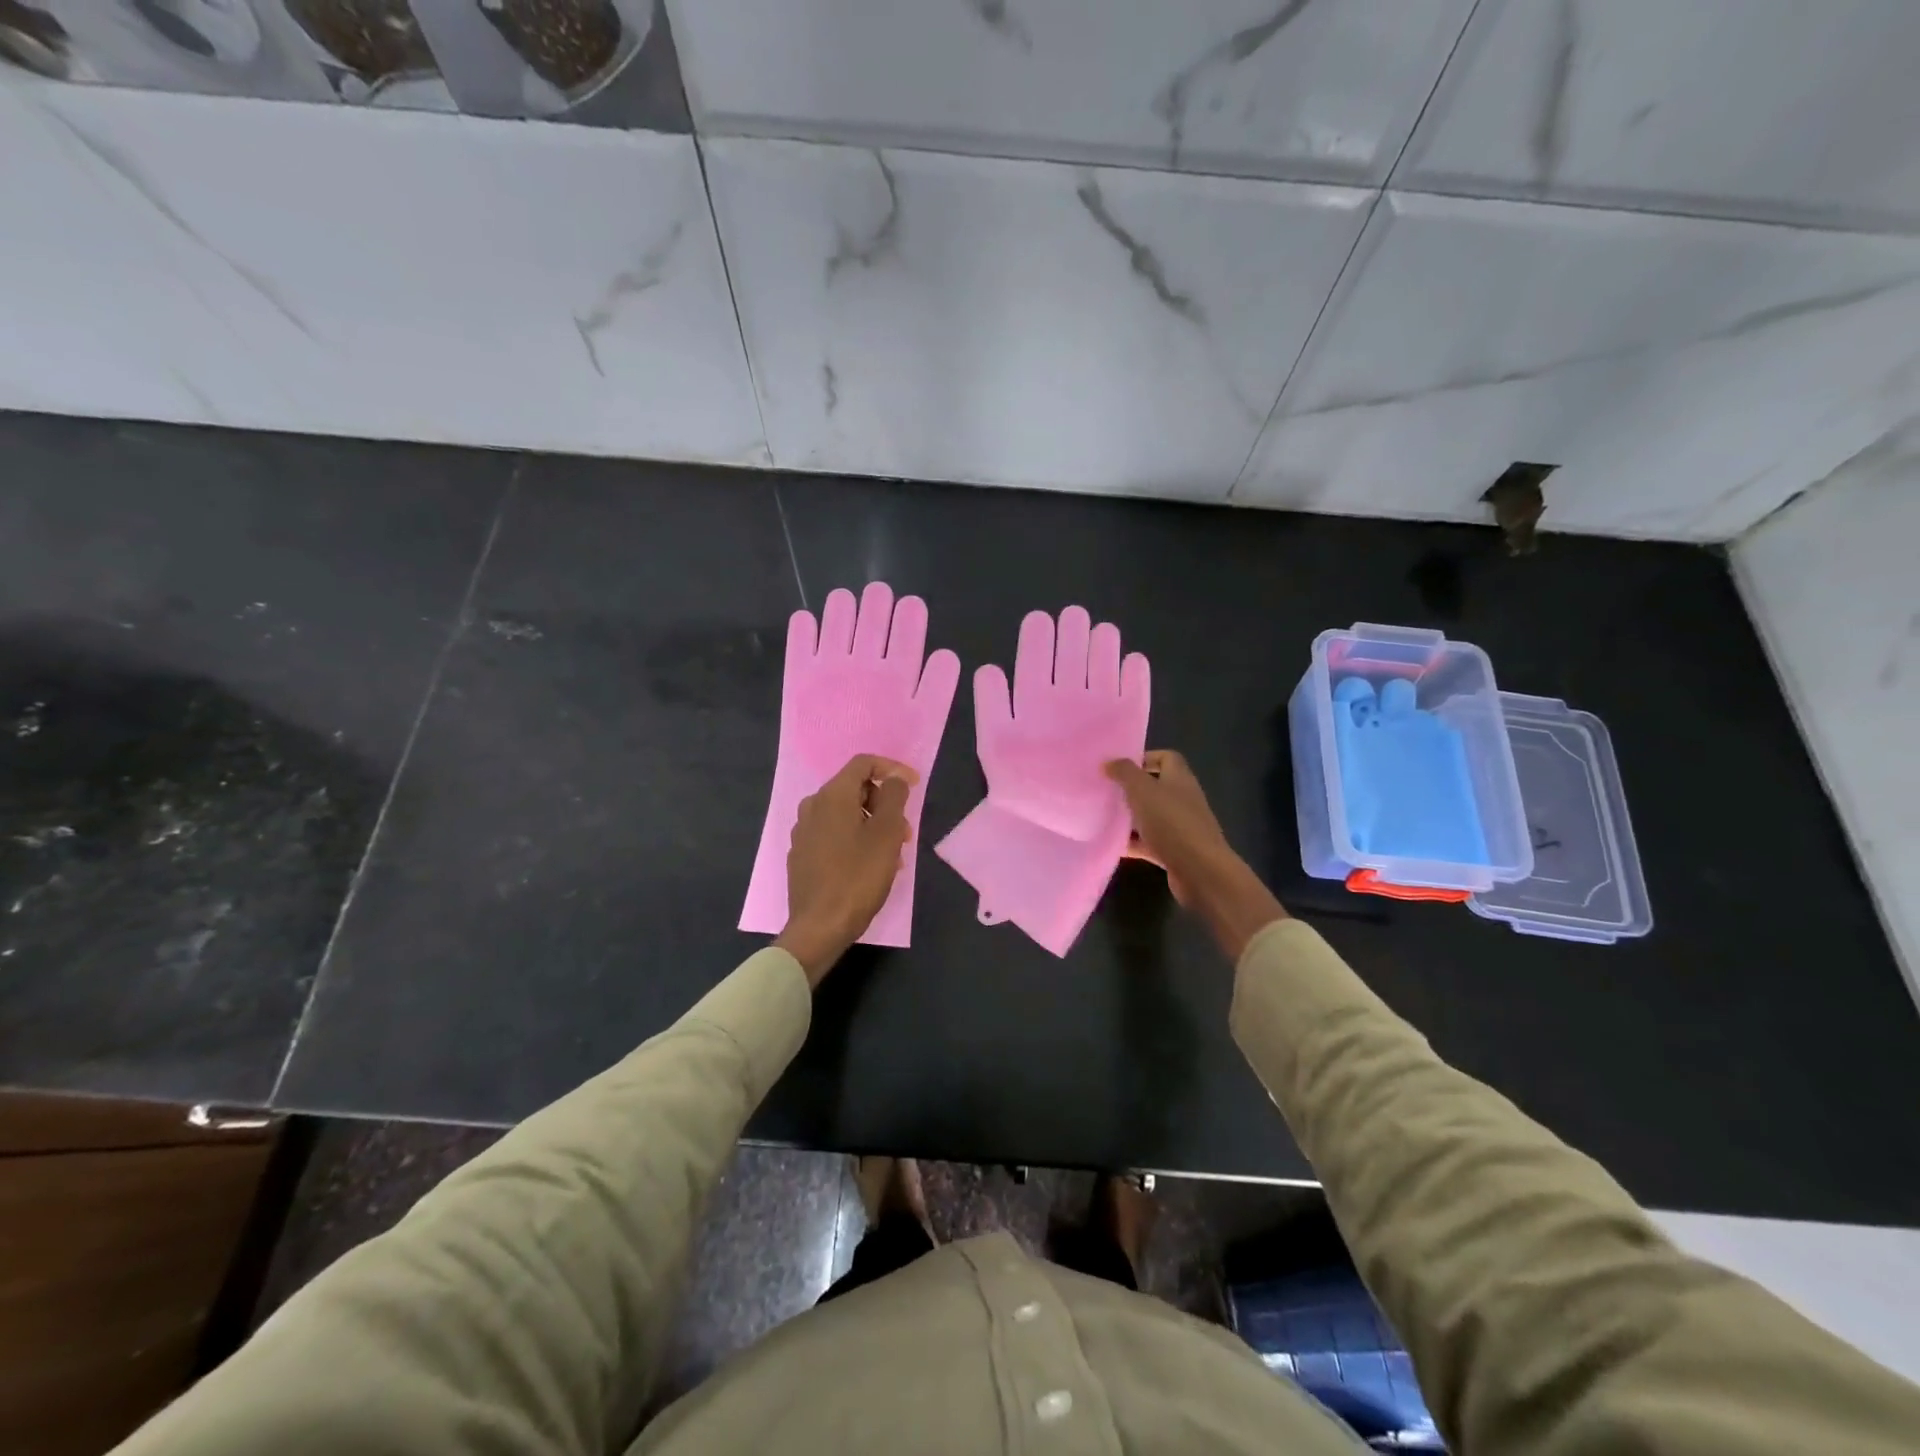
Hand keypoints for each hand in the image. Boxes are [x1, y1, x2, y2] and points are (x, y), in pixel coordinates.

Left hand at [776, 755, 916, 984]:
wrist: (819, 927)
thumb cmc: (858, 877)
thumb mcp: (886, 834)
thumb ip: (894, 797)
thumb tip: (894, 778)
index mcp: (832, 796)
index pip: (863, 763)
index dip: (893, 769)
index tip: (914, 786)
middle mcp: (812, 806)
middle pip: (854, 789)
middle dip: (884, 803)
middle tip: (904, 832)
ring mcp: (803, 832)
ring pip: (845, 814)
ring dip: (872, 825)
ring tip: (892, 854)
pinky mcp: (801, 855)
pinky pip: (833, 834)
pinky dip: (855, 840)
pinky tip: (869, 866)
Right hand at [1106, 750, 1286, 960]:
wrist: (1200, 871)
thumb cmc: (1172, 823)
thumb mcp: (1143, 791)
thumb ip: (1125, 773)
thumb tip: (1109, 762)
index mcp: (1180, 779)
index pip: (1167, 758)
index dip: (1144, 758)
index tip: (1119, 767)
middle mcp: (1183, 799)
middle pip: (1157, 787)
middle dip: (1132, 789)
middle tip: (1107, 791)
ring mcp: (1181, 827)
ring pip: (1153, 815)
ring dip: (1132, 817)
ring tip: (1104, 817)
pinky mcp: (1176, 851)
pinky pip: (1151, 842)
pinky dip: (1134, 843)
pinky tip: (1113, 846)